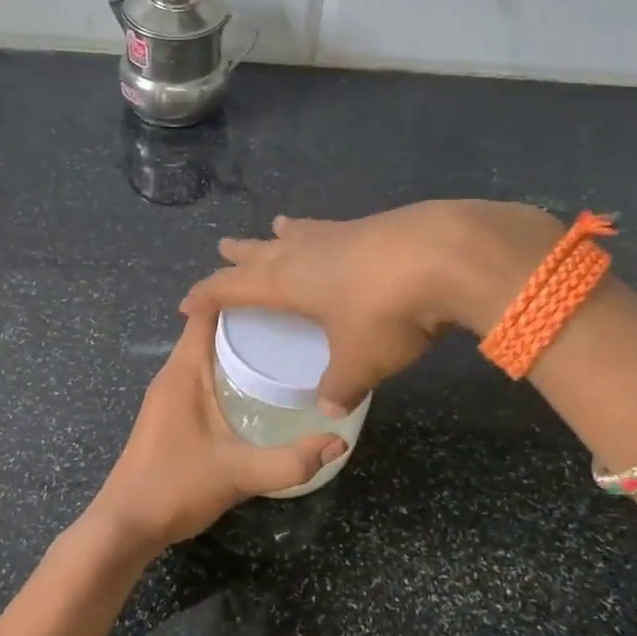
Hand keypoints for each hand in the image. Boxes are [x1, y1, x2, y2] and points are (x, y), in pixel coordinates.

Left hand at [88, 311, 346, 555]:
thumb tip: (339, 440)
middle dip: (249, 319)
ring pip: (206, 353)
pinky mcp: (171, 414)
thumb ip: (291, 461)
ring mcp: (169, 395)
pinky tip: (259, 386)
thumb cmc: (175, 488)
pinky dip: (229, 369)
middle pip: (209, 328)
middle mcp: (173, 374)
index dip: (237, 293)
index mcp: (183, 372)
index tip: (281, 288)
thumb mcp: (239, 474)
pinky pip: (203, 375)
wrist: (126, 526)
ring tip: (286, 345)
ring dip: (238, 346)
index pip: (205, 311)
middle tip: (298, 319)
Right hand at [180, 200, 563, 412]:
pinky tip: (340, 236)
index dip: (206, 295)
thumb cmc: (386, 312)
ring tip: (277, 227)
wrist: (448, 254)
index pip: (232, 286)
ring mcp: (343, 233)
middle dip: (241, 254)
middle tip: (224, 247)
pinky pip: (336, 230)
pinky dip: (324, 234)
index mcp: (287, 282)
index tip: (187, 303)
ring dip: (284, 235)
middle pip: (262, 250)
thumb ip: (340, 387)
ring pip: (301, 232)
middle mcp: (307, 252)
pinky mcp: (378, 225)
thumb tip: (329, 410)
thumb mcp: (360, 361)